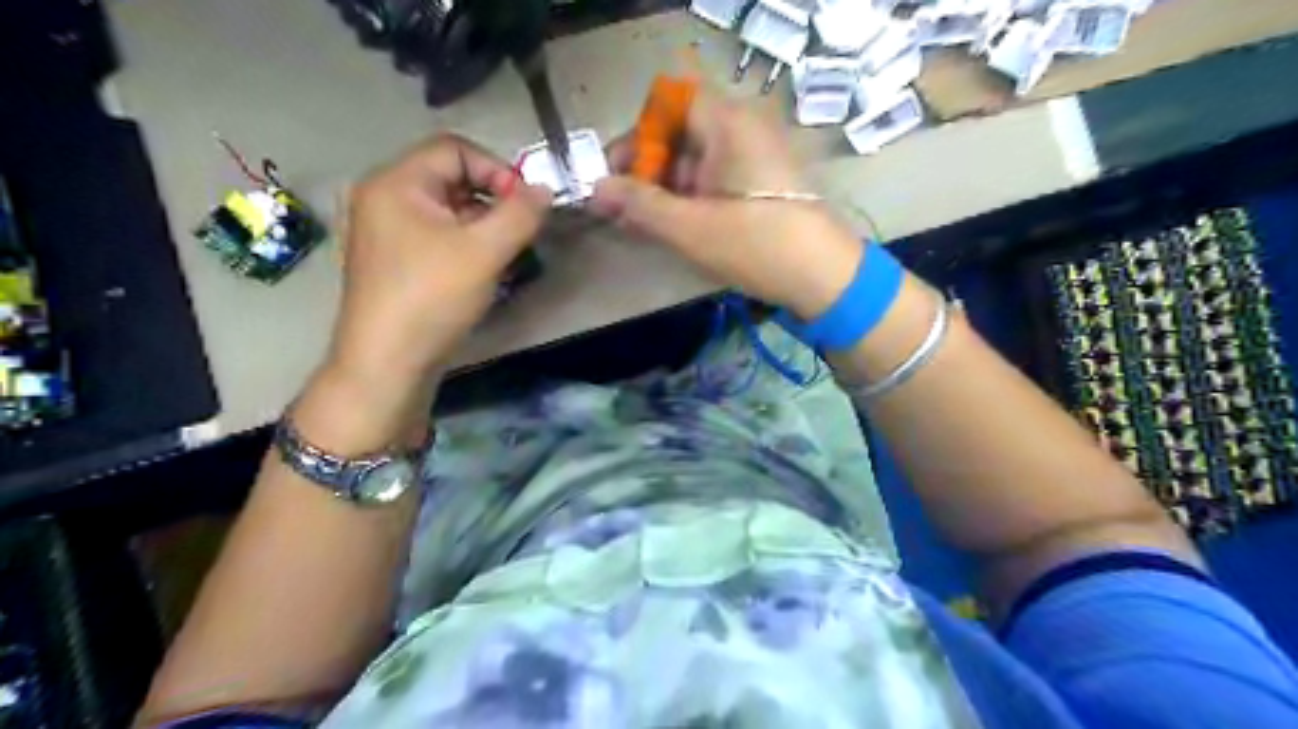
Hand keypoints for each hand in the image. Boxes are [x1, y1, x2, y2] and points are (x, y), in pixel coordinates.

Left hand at [330, 137, 550, 386]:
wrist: (388, 363)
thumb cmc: (432, 298)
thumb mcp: (484, 251)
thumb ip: (520, 214)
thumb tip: (544, 189)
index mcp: (396, 182)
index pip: (454, 149)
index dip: (496, 169)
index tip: (525, 206)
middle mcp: (385, 198)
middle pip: (451, 178)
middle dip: (493, 200)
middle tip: (520, 232)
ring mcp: (387, 232)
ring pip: (448, 211)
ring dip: (484, 225)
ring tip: (507, 255)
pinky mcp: (396, 261)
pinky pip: (438, 236)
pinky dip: (467, 244)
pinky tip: (486, 271)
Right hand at [592, 92, 864, 317]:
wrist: (825, 278)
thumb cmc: (756, 244)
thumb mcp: (689, 227)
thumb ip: (639, 205)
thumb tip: (594, 189)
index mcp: (729, 123)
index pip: (669, 104)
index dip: (638, 135)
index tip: (615, 174)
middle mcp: (745, 129)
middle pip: (682, 133)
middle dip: (647, 168)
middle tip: (622, 207)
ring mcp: (757, 157)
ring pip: (698, 160)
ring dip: (666, 188)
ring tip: (642, 224)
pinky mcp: (763, 184)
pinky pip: (717, 179)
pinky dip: (691, 199)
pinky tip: (674, 227)